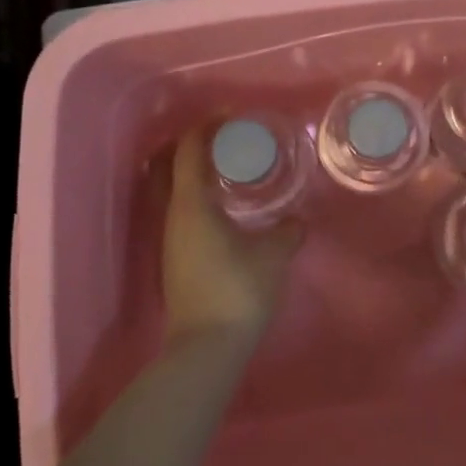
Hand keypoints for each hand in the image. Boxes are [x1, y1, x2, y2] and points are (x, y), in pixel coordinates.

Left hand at [160, 128, 303, 351]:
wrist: (207, 348)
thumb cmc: (239, 291)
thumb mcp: (274, 255)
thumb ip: (287, 231)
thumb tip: (296, 220)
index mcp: (192, 205)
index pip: (189, 151)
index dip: (205, 128)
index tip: (229, 116)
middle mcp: (172, 216)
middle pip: (168, 167)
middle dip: (190, 147)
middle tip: (223, 139)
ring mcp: (169, 239)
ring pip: (171, 190)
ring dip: (191, 173)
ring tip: (225, 168)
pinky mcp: (174, 258)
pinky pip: (179, 210)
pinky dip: (194, 196)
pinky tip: (221, 206)